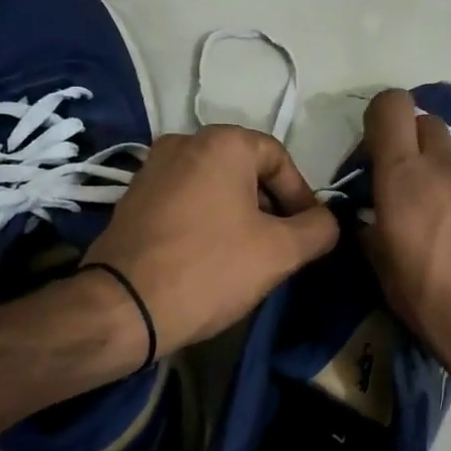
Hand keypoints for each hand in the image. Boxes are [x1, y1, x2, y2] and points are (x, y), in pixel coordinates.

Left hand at [82, 125, 338, 355]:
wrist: (123, 308)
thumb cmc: (210, 269)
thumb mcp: (281, 251)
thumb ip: (319, 229)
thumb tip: (327, 220)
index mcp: (222, 143)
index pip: (280, 159)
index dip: (301, 196)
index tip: (306, 234)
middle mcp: (184, 142)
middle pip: (247, 171)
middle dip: (271, 208)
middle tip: (281, 248)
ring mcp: (152, 169)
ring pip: (216, 187)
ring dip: (240, 216)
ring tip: (247, 257)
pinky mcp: (132, 199)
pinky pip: (186, 201)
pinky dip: (207, 221)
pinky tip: (210, 259)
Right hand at [359, 90, 450, 413]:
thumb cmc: (445, 315)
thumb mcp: (390, 283)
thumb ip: (372, 238)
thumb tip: (367, 221)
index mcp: (405, 181)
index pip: (390, 106)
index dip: (377, 120)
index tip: (372, 157)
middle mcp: (446, 167)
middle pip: (424, 121)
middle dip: (407, 141)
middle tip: (402, 185)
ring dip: (438, 168)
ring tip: (438, 217)